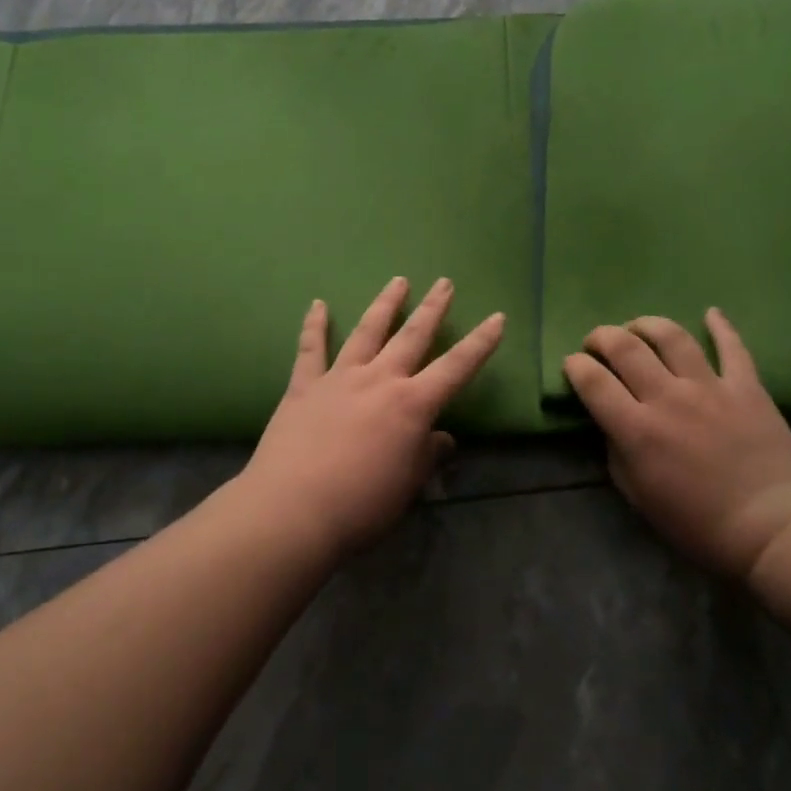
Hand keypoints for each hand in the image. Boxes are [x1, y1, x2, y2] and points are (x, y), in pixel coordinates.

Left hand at [240, 277, 505, 561]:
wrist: (293, 509)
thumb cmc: (361, 505)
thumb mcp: (408, 485)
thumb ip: (427, 456)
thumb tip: (442, 439)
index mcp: (412, 404)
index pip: (456, 367)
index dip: (480, 343)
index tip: (497, 317)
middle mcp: (380, 379)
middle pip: (412, 336)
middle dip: (432, 308)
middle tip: (444, 282)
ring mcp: (340, 378)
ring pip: (367, 331)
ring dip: (385, 304)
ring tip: (398, 281)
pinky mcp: (304, 386)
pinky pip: (311, 349)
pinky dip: (314, 325)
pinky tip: (318, 304)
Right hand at [563, 309, 790, 579]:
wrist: (774, 530)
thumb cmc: (700, 525)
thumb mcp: (639, 497)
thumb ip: (617, 453)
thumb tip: (612, 422)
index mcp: (637, 429)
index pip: (592, 381)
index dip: (575, 366)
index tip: (573, 365)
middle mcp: (668, 397)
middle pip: (624, 347)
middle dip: (601, 337)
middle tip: (597, 343)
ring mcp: (709, 387)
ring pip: (671, 336)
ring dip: (646, 324)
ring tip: (637, 327)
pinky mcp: (746, 387)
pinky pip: (732, 347)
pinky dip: (720, 326)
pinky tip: (711, 313)